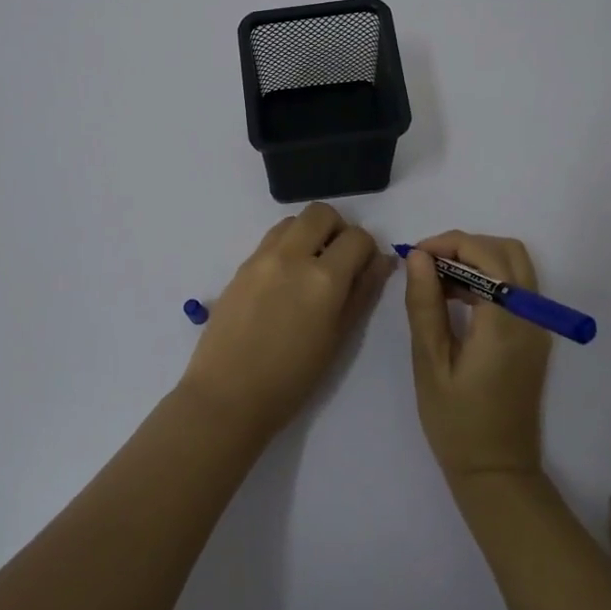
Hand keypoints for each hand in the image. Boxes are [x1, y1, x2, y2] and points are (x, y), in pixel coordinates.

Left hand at [179, 203, 390, 443]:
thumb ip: (363, 293)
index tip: (363, 269)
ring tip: (309, 269)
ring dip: (309, 233)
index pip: (358, 237)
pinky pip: (270, 240)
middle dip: (337, 229)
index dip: (367, 250)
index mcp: (323, 278)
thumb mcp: (338, 338)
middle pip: (322, 213)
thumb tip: (382, 262)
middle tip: (338, 261)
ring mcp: (261, 258)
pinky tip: (284, 282)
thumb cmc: (292, 379)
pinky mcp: (241, 266)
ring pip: (293, 221)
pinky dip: (286, 247)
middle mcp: (292, 256)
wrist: (228, 395)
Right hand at [405, 231, 553, 484]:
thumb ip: (425, 305)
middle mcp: (532, 316)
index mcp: (505, 322)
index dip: (447, 244)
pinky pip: (518, 288)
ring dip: (478, 260)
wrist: (497, 472)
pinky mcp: (535, 337)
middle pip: (507, 251)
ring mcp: (538, 326)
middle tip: (427, 265)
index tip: (414, 256)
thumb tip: (418, 257)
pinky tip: (457, 299)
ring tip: (437, 281)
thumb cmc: (457, 423)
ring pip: (516, 266)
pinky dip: (489, 279)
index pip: (484, 255)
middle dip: (465, 246)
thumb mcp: (430, 363)